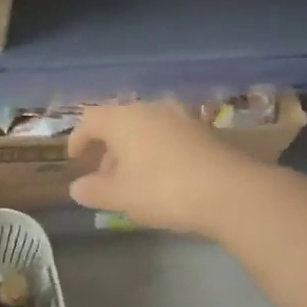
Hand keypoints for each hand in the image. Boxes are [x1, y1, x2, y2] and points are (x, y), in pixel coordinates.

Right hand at [66, 101, 261, 236]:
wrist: (231, 192)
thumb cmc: (163, 190)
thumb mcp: (120, 197)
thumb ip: (93, 191)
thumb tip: (76, 188)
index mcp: (123, 119)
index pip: (90, 119)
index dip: (78, 138)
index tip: (75, 158)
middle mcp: (151, 109)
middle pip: (120, 123)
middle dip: (108, 148)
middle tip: (104, 176)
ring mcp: (181, 117)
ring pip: (146, 129)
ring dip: (134, 150)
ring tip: (134, 179)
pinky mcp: (204, 131)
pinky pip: (169, 136)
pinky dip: (157, 152)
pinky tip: (163, 178)